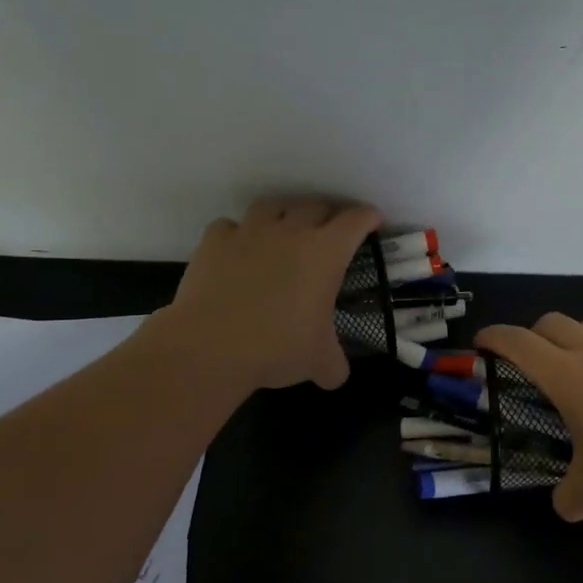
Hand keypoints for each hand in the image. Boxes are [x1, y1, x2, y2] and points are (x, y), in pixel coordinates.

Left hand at [158, 198, 380, 392]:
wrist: (210, 347)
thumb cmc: (276, 348)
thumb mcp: (318, 362)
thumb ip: (334, 365)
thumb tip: (336, 376)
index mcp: (325, 253)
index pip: (355, 221)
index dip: (368, 217)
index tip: (373, 221)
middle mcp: (290, 232)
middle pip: (316, 206)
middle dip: (328, 214)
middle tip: (330, 231)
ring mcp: (250, 232)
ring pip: (273, 206)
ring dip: (284, 213)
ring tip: (284, 229)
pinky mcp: (214, 241)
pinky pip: (230, 225)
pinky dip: (238, 233)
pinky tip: (238, 249)